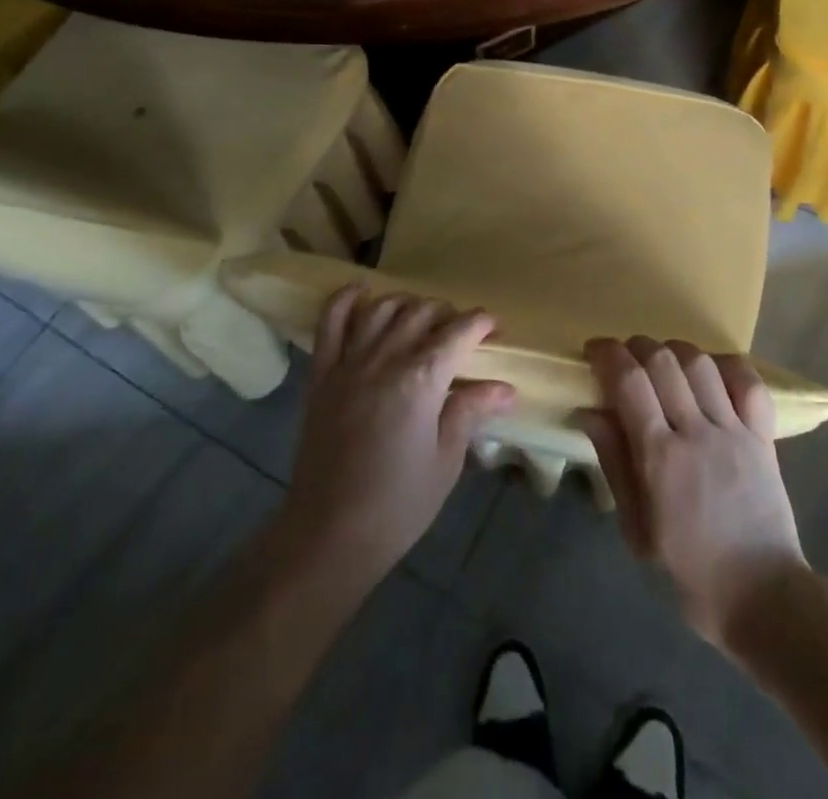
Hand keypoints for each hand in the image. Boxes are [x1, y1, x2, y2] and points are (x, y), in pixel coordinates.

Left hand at [278, 286, 514, 588]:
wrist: (329, 534)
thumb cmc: (398, 504)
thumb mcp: (446, 460)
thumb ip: (470, 412)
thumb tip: (505, 388)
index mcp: (422, 379)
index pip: (459, 331)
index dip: (481, 324)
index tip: (494, 331)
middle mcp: (386, 358)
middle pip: (422, 312)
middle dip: (448, 314)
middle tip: (461, 335)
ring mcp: (349, 362)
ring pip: (382, 308)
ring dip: (407, 304)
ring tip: (420, 318)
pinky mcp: (322, 374)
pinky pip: (330, 322)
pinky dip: (345, 299)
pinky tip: (362, 293)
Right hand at [580, 336, 806, 653]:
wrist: (765, 598)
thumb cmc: (691, 573)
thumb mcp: (637, 530)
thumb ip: (615, 464)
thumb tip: (590, 411)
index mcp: (660, 458)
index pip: (629, 382)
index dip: (608, 354)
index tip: (594, 349)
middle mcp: (696, 433)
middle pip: (663, 361)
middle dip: (636, 346)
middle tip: (624, 357)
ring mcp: (734, 431)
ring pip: (701, 364)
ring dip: (674, 351)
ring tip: (662, 361)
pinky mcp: (763, 437)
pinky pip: (749, 383)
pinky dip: (727, 365)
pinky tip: (710, 370)